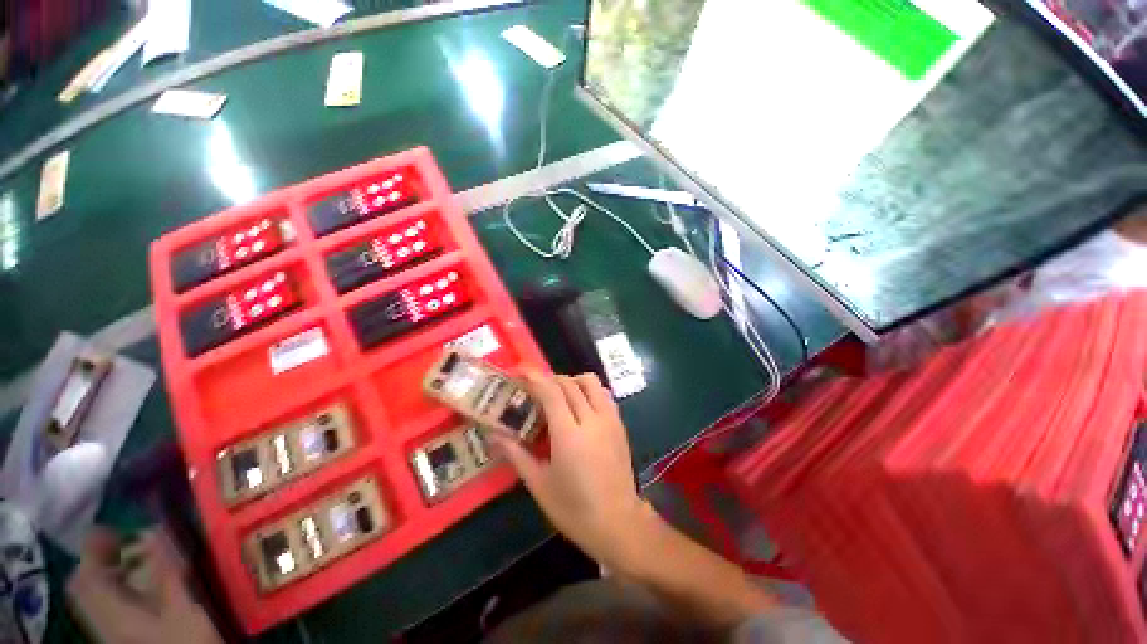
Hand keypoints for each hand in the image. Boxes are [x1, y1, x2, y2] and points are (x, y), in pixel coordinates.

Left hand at [67, 528, 221, 643]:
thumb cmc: (185, 642)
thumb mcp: (183, 609)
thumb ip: (167, 572)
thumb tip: (156, 529)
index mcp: (111, 615)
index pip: (84, 577)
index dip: (92, 550)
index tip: (113, 529)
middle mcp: (102, 623)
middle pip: (85, 588)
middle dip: (100, 562)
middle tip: (125, 544)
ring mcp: (110, 634)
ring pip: (96, 599)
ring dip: (110, 576)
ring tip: (137, 563)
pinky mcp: (121, 639)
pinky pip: (108, 610)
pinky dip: (119, 592)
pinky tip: (144, 591)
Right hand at [492, 372, 655, 568]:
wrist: (619, 523)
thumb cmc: (574, 509)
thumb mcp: (539, 484)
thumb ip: (516, 454)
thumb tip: (494, 434)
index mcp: (569, 435)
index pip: (551, 391)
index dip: (534, 376)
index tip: (520, 370)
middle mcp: (592, 419)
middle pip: (569, 383)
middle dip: (548, 379)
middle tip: (534, 389)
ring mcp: (610, 419)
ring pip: (590, 382)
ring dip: (571, 381)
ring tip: (558, 396)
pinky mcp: (620, 423)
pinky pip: (603, 394)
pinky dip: (588, 390)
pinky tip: (579, 407)